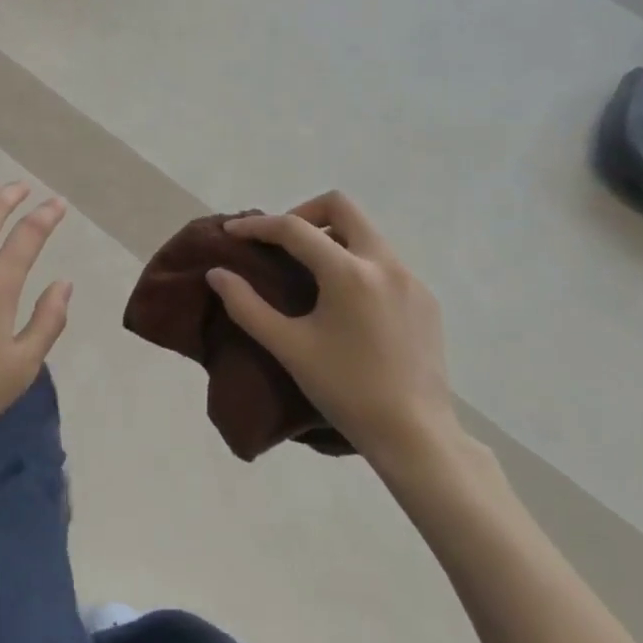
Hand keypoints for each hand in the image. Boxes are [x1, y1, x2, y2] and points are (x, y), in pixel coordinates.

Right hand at [206, 191, 459, 466]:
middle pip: (340, 206)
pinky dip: (356, 262)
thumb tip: (217, 274)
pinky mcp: (426, 299)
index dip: (257, 225)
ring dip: (331, 237)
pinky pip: (385, 261)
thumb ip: (247, 306)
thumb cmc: (346, 391)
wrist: (416, 436)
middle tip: (280, 243)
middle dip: (303, 213)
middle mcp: (384, 263)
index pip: (294, 228)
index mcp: (349, 273)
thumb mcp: (289, 348)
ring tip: (309, 272)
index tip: (232, 231)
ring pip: (365, 232)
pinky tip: (345, 301)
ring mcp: (411, 279)